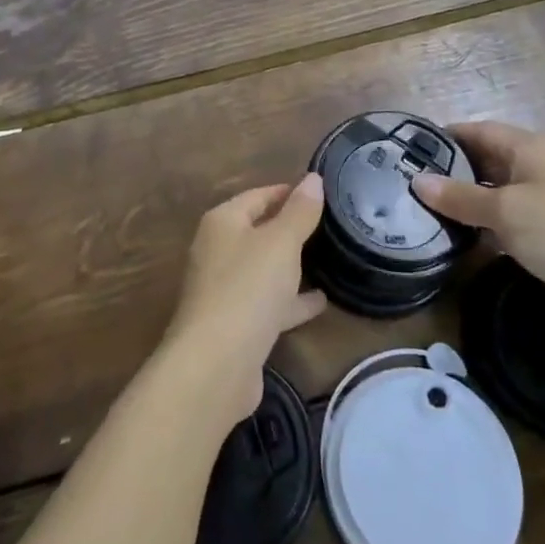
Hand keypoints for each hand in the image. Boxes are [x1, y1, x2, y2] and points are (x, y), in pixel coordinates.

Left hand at [163, 175, 328, 424]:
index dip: (287, 191)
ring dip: (291, 265)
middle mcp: (218, 251)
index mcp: (223, 222)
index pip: (257, 195)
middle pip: (258, 231)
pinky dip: (291, 300)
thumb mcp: (281, 243)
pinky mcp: (235, 324)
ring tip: (328, 260)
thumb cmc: (248, 288)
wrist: (215, 364)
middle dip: (290, 228)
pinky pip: (268, 303)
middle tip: (328, 225)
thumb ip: (299, 211)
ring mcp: (224, 289)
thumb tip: (313, 178)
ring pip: (264, 269)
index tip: (319, 192)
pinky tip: (320, 302)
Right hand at [410, 122, 544, 342]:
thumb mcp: (506, 212)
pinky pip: (506, 221)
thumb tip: (417, 181)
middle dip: (450, 171)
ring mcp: (544, 203)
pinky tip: (455, 238)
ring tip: (421, 211)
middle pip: (484, 161)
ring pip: (493, 194)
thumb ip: (460, 197)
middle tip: (407, 184)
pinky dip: (482, 226)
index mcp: (529, 149)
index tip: (407, 151)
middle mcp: (536, 169)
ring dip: (464, 202)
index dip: (445, 137)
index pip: (478, 130)